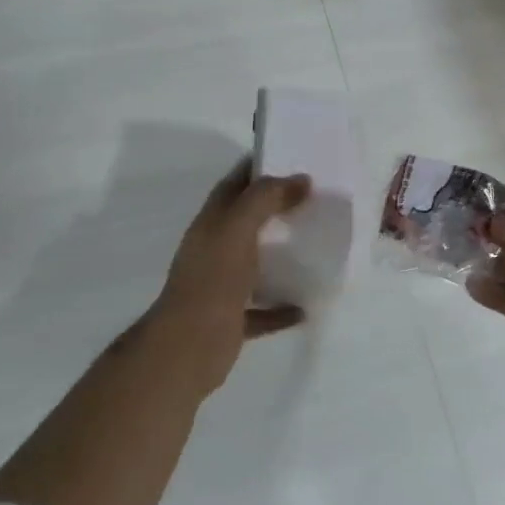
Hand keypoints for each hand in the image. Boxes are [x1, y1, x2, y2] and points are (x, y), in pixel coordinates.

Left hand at [145, 162, 310, 397]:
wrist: (188, 348)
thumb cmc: (213, 279)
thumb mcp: (238, 227)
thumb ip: (267, 198)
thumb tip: (301, 179)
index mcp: (211, 224)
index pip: (234, 184)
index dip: (258, 168)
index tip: (292, 157)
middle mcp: (214, 251)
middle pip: (247, 221)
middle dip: (277, 208)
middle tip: (315, 198)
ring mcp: (222, 286)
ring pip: (255, 263)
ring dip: (281, 255)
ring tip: (316, 245)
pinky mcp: (232, 319)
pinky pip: (263, 309)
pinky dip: (282, 306)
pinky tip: (306, 305)